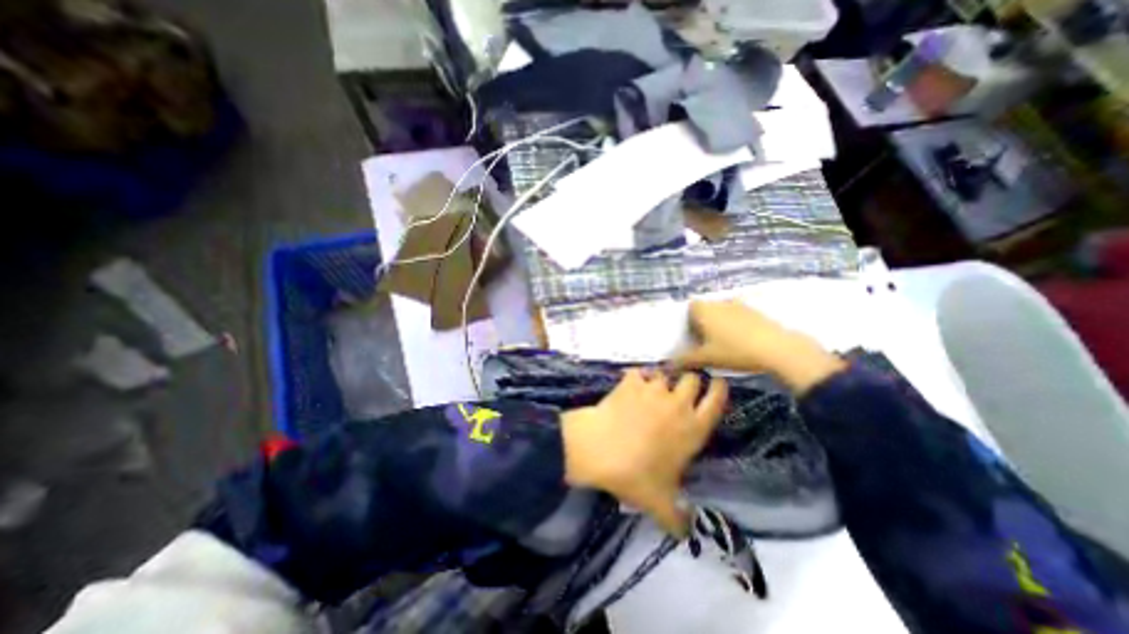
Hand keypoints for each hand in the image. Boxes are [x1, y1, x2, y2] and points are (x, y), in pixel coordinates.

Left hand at [559, 370, 728, 535]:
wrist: (600, 449)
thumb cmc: (635, 475)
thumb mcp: (660, 503)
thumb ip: (678, 519)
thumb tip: (687, 534)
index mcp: (693, 429)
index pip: (716, 400)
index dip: (719, 388)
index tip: (717, 383)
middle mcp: (677, 404)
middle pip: (692, 378)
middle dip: (689, 383)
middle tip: (679, 393)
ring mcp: (653, 389)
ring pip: (665, 374)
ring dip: (660, 381)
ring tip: (651, 392)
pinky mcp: (631, 382)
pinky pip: (638, 372)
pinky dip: (636, 377)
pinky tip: (630, 386)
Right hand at [669, 301, 845, 394]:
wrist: (777, 349)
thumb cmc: (734, 351)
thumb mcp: (706, 358)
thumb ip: (684, 360)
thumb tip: (667, 365)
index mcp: (704, 309)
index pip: (689, 308)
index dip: (689, 322)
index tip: (692, 337)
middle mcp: (719, 302)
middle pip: (705, 309)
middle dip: (703, 323)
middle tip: (706, 343)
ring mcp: (739, 305)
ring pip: (721, 312)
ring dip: (719, 324)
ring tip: (724, 344)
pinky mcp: (755, 311)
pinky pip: (737, 315)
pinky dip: (735, 325)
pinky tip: (741, 341)